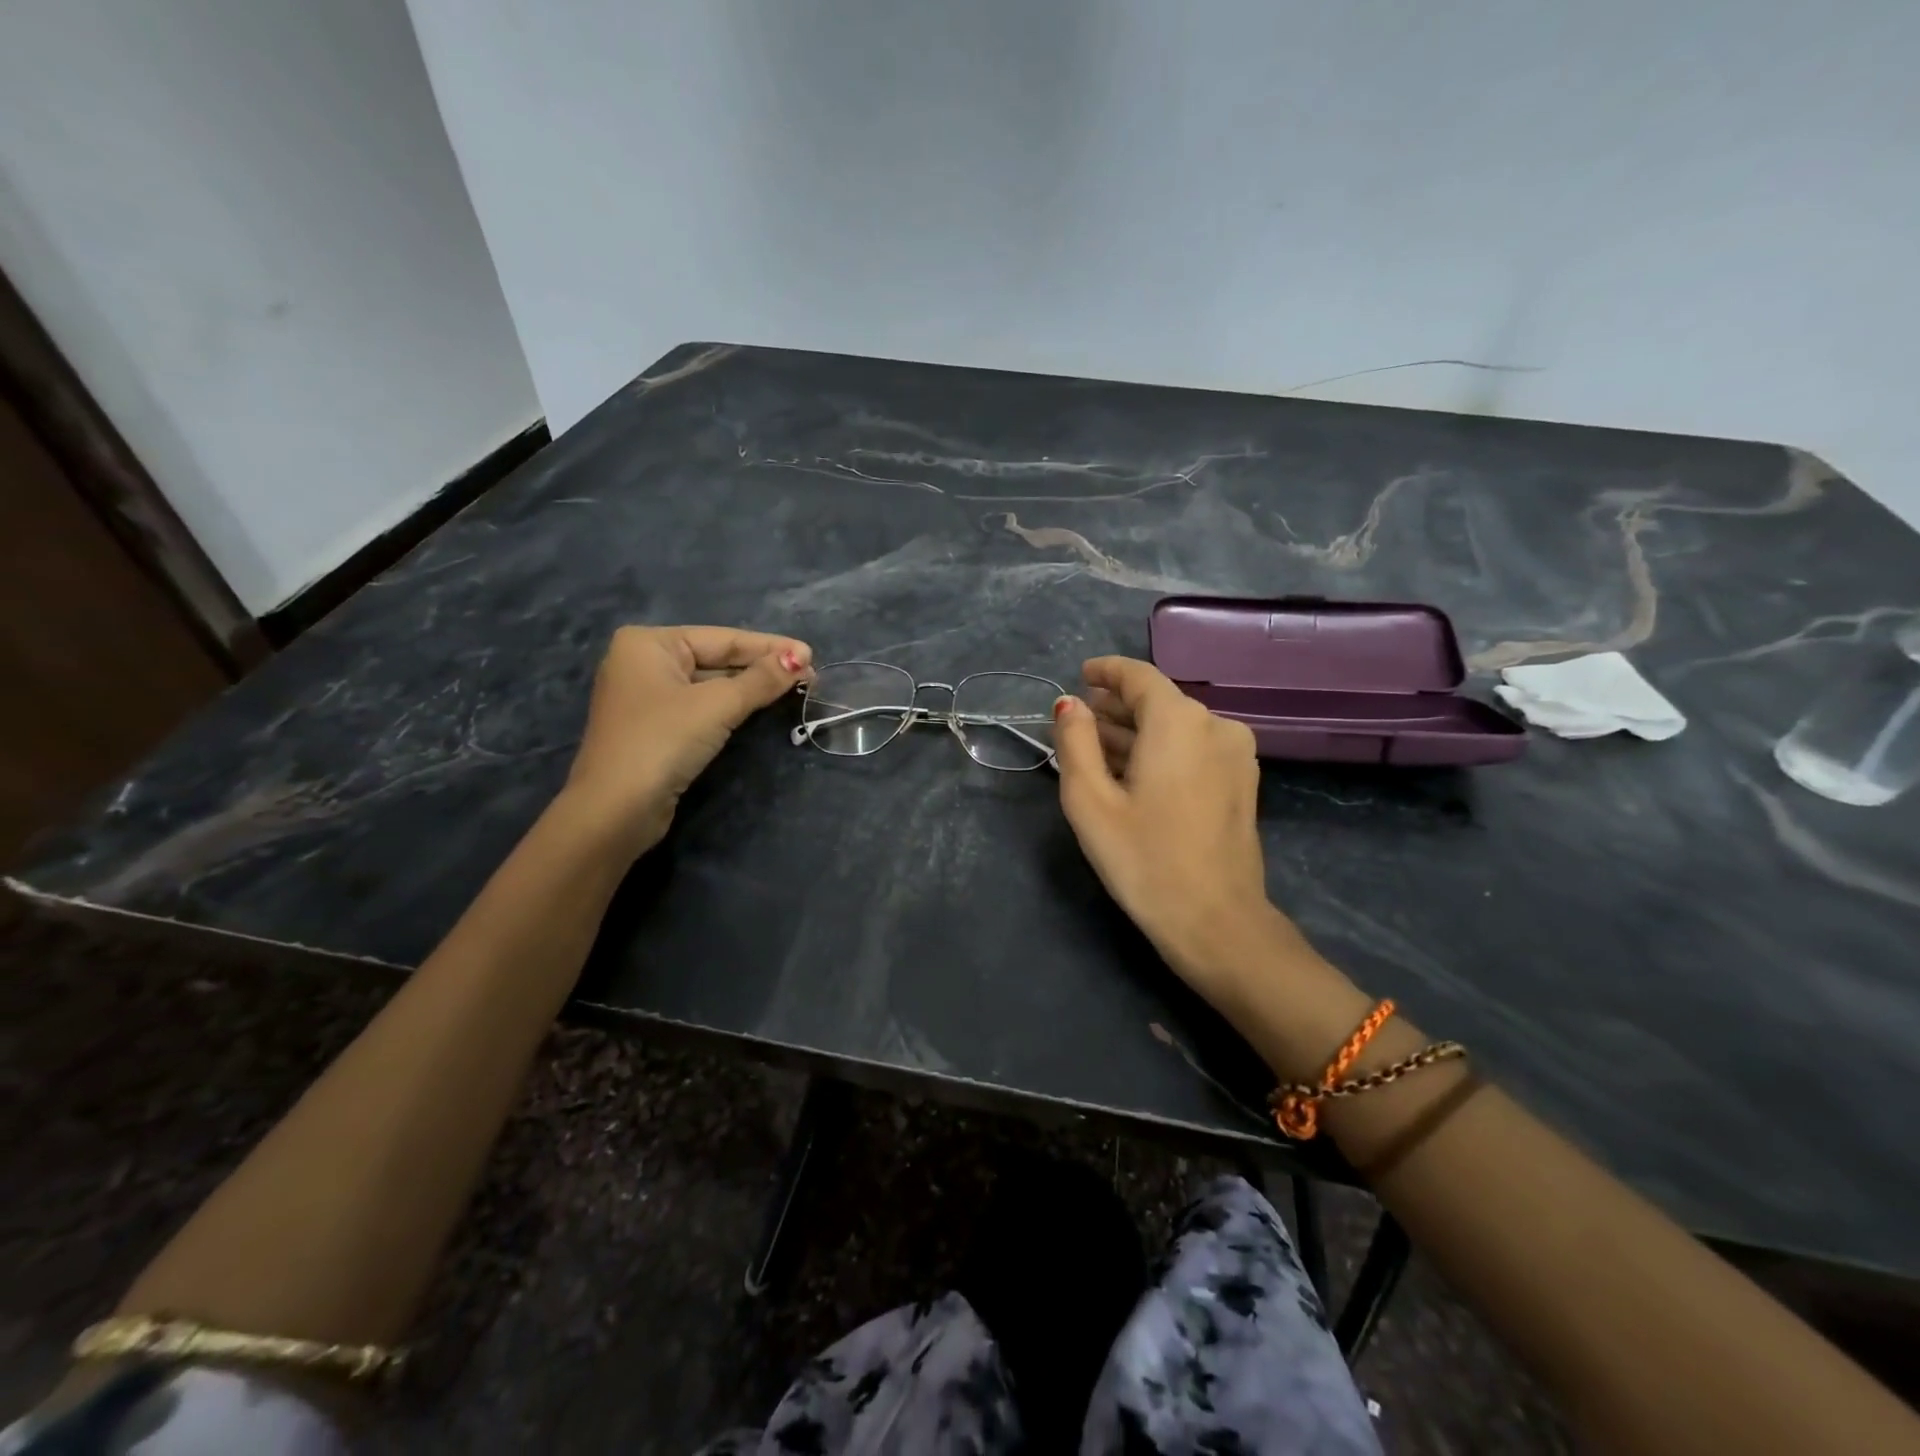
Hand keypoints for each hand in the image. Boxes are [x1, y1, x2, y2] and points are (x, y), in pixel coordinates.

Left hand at [562, 625, 811, 858]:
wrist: (615, 810)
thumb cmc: (662, 742)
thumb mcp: (717, 706)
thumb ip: (760, 680)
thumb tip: (800, 659)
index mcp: (648, 643)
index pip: (722, 638)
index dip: (770, 647)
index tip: (811, 653)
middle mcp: (643, 662)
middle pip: (716, 658)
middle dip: (762, 667)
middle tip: (809, 673)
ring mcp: (647, 697)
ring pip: (710, 684)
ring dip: (750, 688)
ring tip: (794, 687)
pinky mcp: (655, 727)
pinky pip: (701, 707)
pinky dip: (731, 706)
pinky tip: (760, 707)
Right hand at [1052, 656, 1310, 1002]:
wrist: (1217, 921)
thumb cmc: (1144, 859)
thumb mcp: (1090, 800)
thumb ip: (1075, 742)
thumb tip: (1070, 705)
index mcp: (1179, 720)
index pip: (1139, 676)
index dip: (1107, 671)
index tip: (1080, 675)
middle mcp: (1215, 725)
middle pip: (1159, 701)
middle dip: (1116, 707)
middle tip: (1077, 722)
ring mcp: (1236, 754)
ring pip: (1177, 726)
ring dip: (1137, 732)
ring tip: (1097, 748)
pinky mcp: (1243, 781)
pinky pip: (1194, 748)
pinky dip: (1161, 750)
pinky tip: (1134, 772)